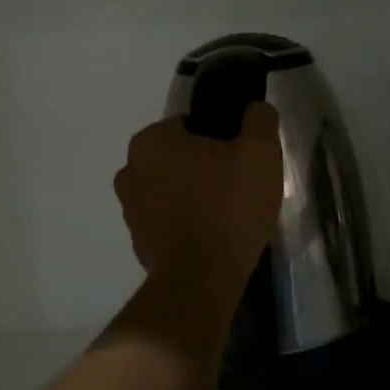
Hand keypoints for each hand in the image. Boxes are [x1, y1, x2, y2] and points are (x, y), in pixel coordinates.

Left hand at [115, 103, 283, 295]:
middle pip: (178, 158)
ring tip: (228, 214)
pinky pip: (168, 221)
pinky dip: (186, 224)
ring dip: (193, 196)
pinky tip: (213, 236)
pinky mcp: (138, 242)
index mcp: (152, 141)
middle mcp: (130, 170)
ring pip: (171, 190)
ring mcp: (130, 210)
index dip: (221, 138)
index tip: (242, 158)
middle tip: (239, 186)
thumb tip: (256, 109)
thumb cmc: (229, 206)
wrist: (203, 279)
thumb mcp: (260, 152)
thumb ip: (259, 120)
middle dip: (204, 167)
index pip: (191, 125)